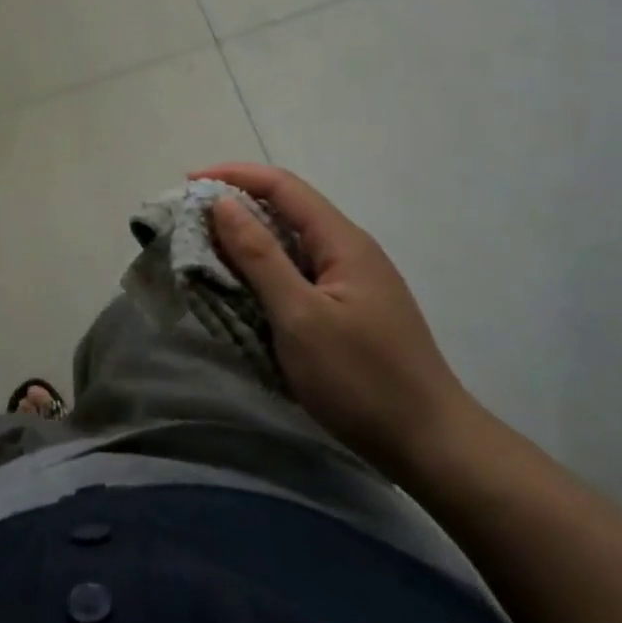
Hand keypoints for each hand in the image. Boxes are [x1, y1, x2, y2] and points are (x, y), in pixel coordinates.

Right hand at [194, 163, 479, 479]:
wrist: (432, 446)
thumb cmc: (361, 379)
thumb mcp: (299, 317)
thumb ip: (259, 257)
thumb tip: (222, 204)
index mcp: (342, 241)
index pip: (282, 186)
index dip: (234, 176)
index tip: (188, 183)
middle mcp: (349, 250)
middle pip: (287, 209)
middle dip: (236, 206)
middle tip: (190, 222)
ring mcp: (352, 281)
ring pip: (291, 243)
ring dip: (248, 241)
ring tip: (207, 252)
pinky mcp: (350, 309)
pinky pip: (298, 273)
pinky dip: (264, 271)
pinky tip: (244, 290)